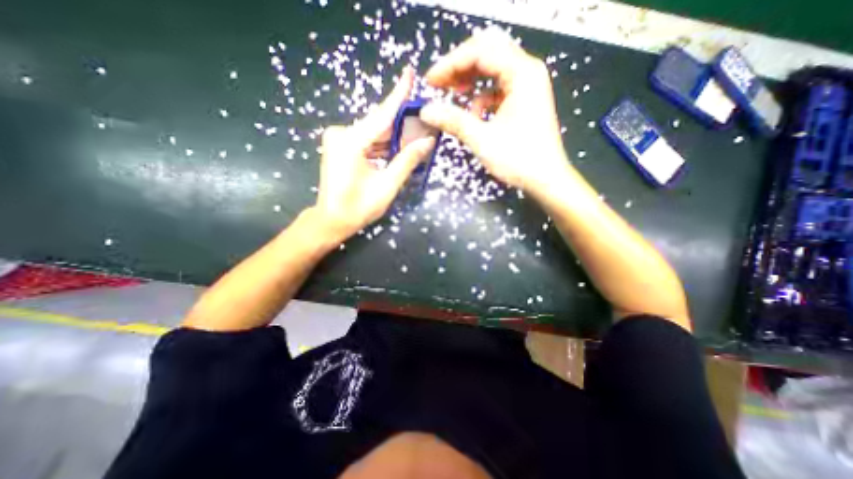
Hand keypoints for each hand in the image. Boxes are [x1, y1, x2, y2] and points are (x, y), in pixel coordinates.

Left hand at [314, 67, 435, 238]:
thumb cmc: (358, 207)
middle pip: (378, 125)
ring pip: (373, 134)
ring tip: (415, 137)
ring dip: (393, 137)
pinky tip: (397, 148)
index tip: (410, 74)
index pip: (382, 114)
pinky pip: (366, 141)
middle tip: (423, 121)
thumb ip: (407, 161)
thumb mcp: (387, 185)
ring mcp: (338, 140)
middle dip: (401, 124)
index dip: (398, 95)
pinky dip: (382, 145)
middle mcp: (341, 134)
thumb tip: (428, 142)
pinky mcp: (340, 147)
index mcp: (351, 141)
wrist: (332, 220)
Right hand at [418, 29, 571, 195]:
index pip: (480, 51)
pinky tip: (473, 115)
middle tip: (438, 84)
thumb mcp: (482, 140)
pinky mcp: (524, 100)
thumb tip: (426, 110)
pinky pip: (498, 89)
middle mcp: (527, 72)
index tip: (430, 81)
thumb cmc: (519, 160)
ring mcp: (527, 86)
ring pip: (492, 70)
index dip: (450, 63)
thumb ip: (454, 121)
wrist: (546, 179)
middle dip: (459, 68)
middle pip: (487, 54)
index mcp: (522, 74)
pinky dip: (482, 98)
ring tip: (452, 95)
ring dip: (470, 81)